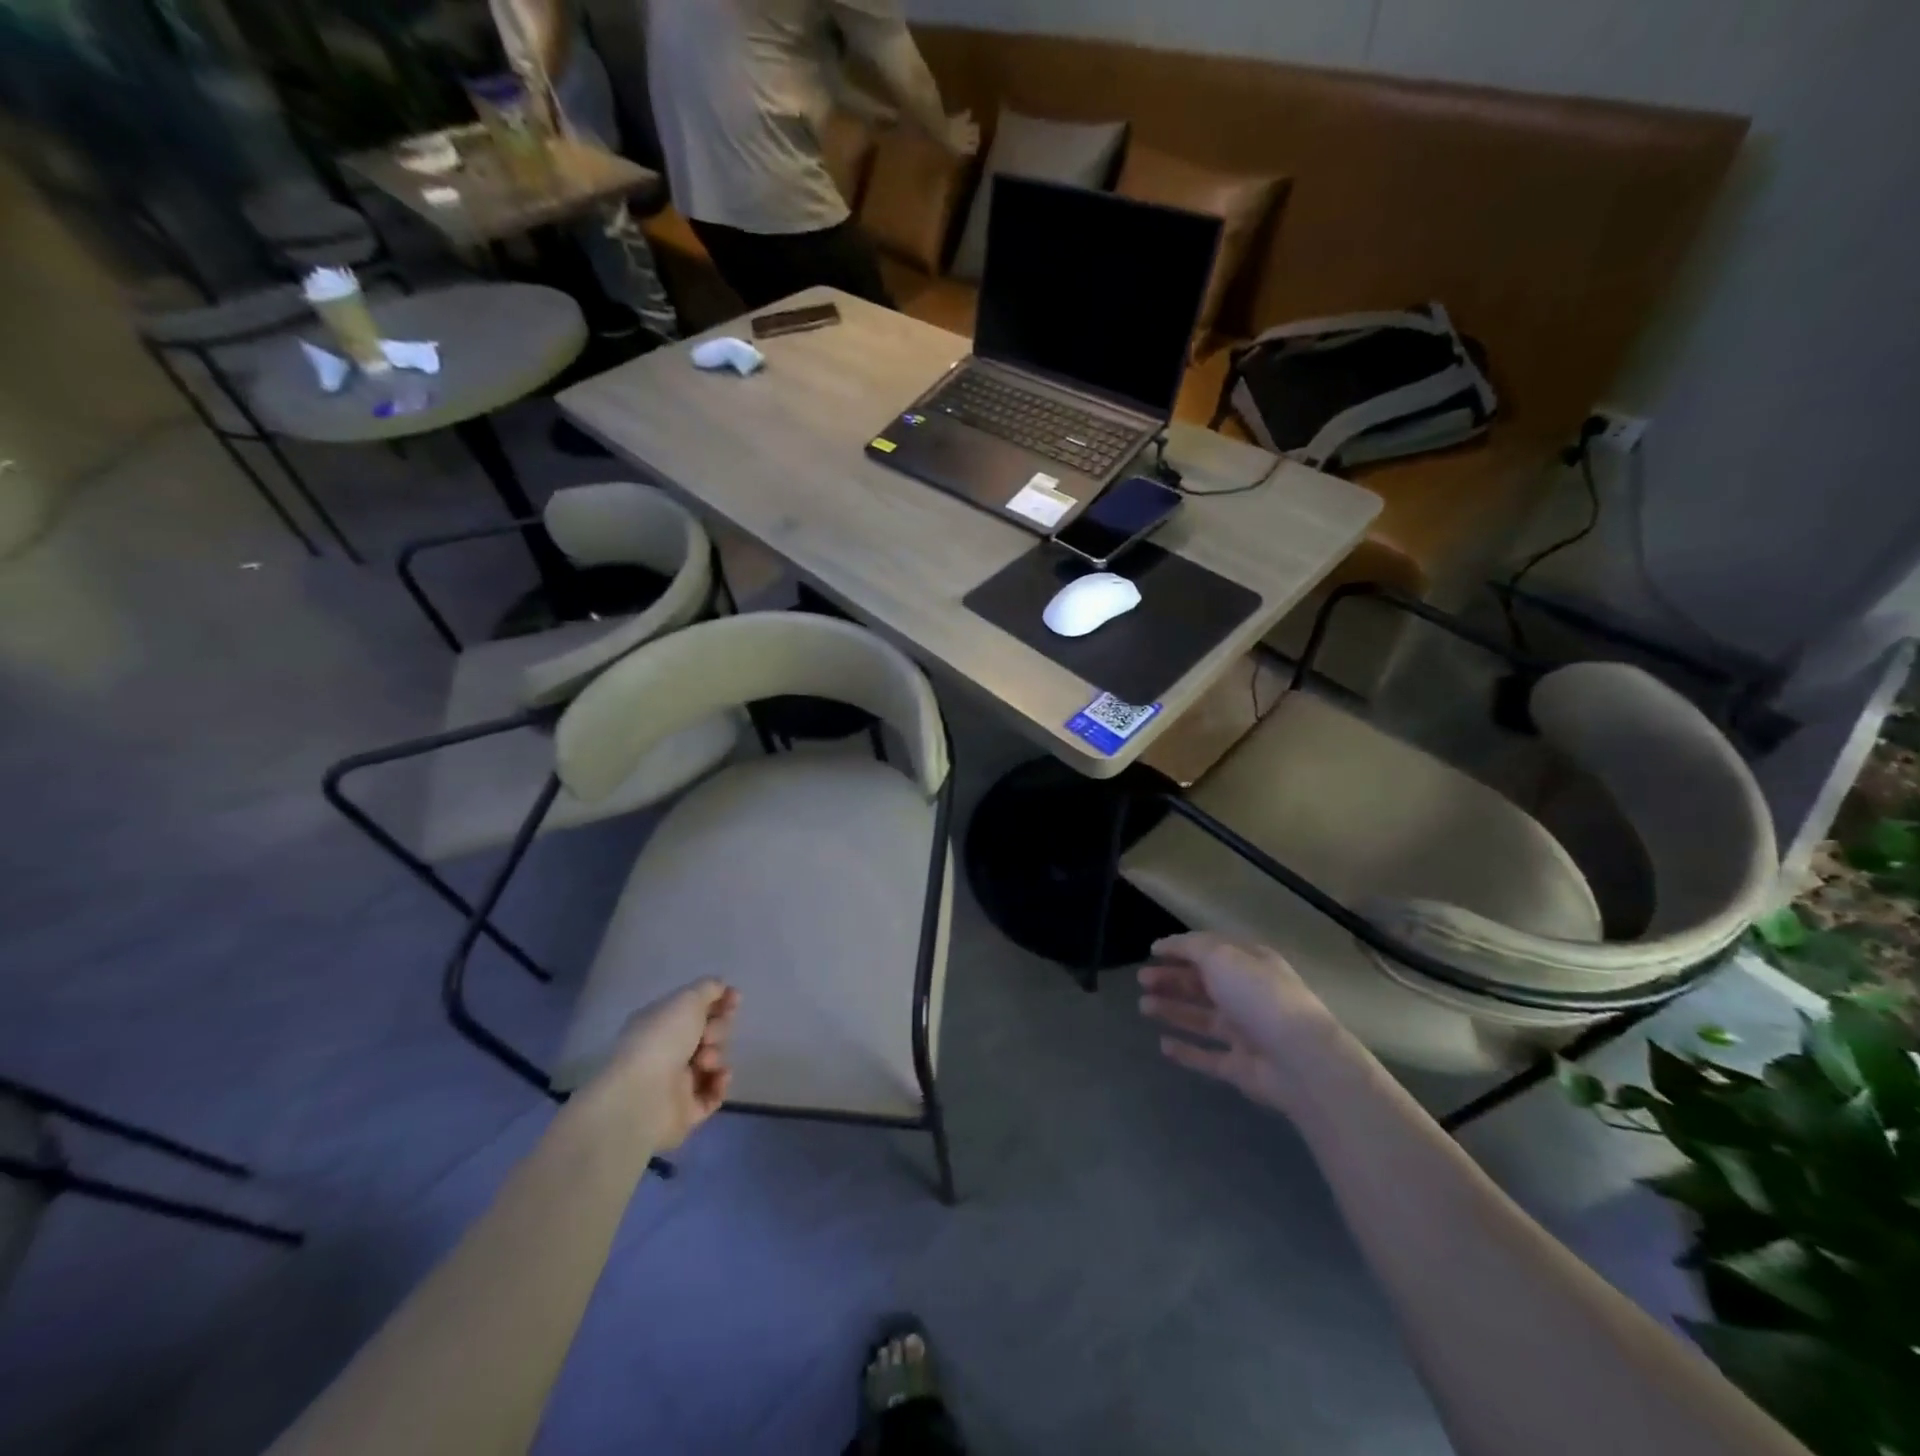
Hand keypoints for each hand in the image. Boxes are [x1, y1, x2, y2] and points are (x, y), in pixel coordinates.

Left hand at [594, 979, 739, 1151]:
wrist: (641, 1097)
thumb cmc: (662, 1040)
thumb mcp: (687, 1000)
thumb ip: (708, 988)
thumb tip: (721, 986)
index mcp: (659, 1023)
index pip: (694, 1008)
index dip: (718, 1002)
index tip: (736, 998)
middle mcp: (666, 1051)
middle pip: (708, 1033)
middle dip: (717, 1030)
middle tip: (709, 1035)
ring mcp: (675, 1083)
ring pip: (712, 1062)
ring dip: (717, 1055)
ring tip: (706, 1062)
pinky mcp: (686, 1111)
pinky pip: (714, 1093)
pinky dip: (720, 1083)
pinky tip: (718, 1077)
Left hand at [943, 109, 980, 156]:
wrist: (942, 129)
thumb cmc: (944, 143)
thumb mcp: (951, 151)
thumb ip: (958, 151)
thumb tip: (961, 151)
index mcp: (964, 148)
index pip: (974, 149)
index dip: (974, 148)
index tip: (973, 148)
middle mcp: (967, 138)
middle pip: (977, 138)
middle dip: (976, 138)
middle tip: (974, 138)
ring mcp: (966, 127)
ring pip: (976, 127)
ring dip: (975, 128)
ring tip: (973, 127)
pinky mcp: (963, 118)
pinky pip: (969, 113)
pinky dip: (968, 113)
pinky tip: (967, 113)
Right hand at [1138, 933, 1334, 1114]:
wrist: (1299, 1060)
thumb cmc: (1258, 996)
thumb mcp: (1221, 956)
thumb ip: (1189, 947)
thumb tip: (1162, 945)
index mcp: (1250, 964)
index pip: (1212, 951)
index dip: (1181, 949)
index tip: (1151, 952)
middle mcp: (1249, 995)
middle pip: (1204, 985)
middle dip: (1172, 980)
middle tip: (1142, 980)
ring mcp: (1246, 1033)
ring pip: (1202, 1018)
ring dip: (1173, 1010)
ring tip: (1143, 1006)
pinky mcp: (1241, 1068)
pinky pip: (1208, 1056)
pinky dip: (1186, 1051)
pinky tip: (1163, 1045)